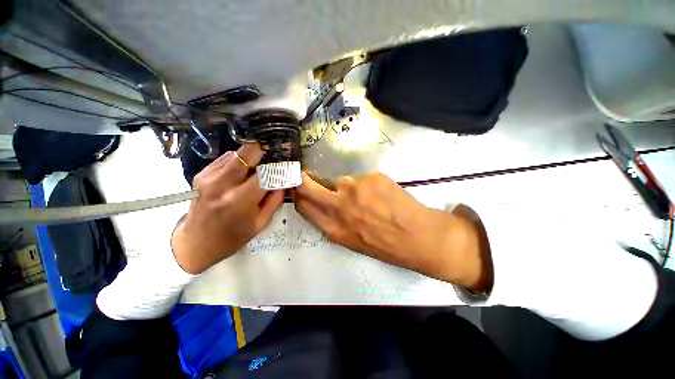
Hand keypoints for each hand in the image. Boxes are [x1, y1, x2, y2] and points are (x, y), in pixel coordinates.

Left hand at [171, 144, 283, 273]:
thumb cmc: (232, 237)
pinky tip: (242, 173)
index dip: (278, 167)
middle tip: (271, 158)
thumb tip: (284, 182)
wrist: (196, 244)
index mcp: (239, 200)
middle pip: (247, 153)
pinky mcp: (201, 174)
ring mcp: (208, 177)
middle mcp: (222, 184)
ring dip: (250, 158)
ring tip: (256, 169)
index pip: (265, 173)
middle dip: (263, 152)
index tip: (285, 167)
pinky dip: (238, 161)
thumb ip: (275, 200)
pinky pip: (225, 159)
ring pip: (236, 153)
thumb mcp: (261, 223)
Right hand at [293, 172, 492, 290]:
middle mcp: (339, 207)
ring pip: (341, 181)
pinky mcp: (371, 178)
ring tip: (367, 197)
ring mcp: (354, 190)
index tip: (296, 186)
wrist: (417, 237)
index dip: (297, 194)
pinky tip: (381, 195)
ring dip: (348, 187)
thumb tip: (325, 202)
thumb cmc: (384, 244)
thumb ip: (334, 220)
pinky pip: (362, 178)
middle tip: (305, 174)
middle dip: (303, 179)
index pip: (303, 206)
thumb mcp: (351, 240)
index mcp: (333, 228)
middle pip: (308, 186)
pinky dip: (367, 184)